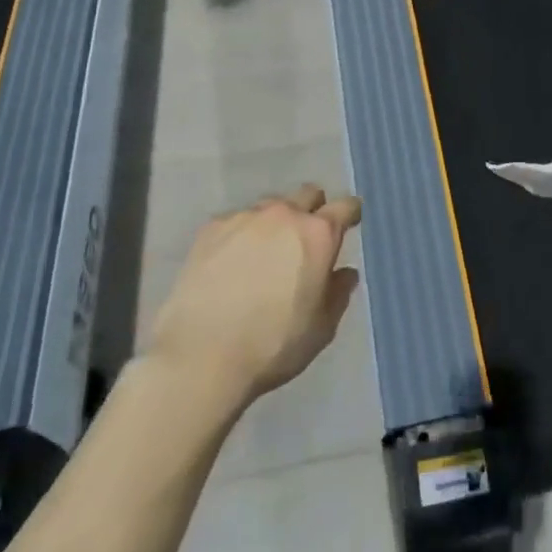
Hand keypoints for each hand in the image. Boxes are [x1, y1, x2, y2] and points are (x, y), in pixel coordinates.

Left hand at [144, 184, 361, 402]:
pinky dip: (241, 235)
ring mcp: (244, 218)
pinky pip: (236, 221)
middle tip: (305, 239)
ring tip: (264, 253)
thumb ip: (338, 293)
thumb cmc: (273, 345)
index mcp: (318, 235)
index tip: (350, 223)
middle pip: (307, 194)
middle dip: (312, 209)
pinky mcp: (210, 229)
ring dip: (275, 223)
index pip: (345, 206)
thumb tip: (344, 273)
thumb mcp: (321, 328)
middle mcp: (284, 215)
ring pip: (270, 206)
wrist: (201, 358)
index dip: (350, 214)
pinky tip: (231, 262)